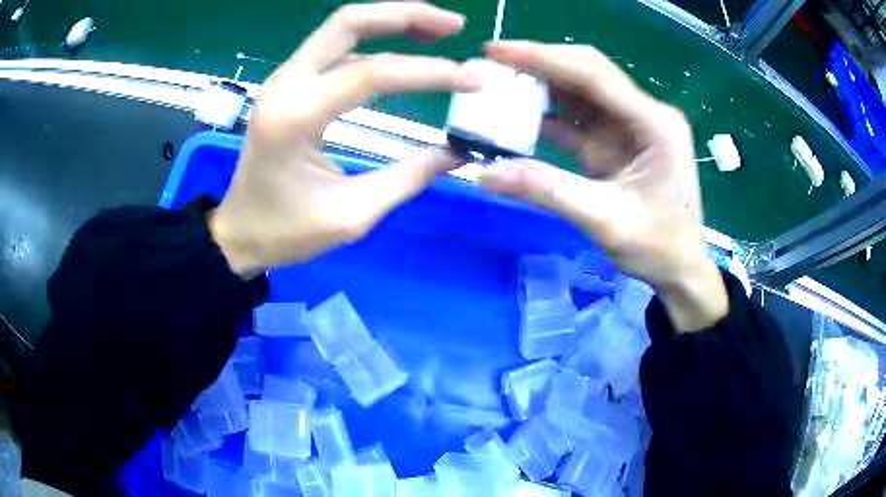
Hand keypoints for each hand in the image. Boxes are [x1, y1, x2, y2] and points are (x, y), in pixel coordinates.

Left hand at [210, 2, 480, 278]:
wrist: (239, 231)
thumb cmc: (286, 231)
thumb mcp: (352, 214)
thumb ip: (408, 177)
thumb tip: (459, 152)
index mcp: (295, 116)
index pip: (372, 74)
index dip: (431, 72)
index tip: (476, 79)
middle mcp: (285, 83)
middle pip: (349, 22)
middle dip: (406, 14)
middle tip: (455, 26)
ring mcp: (284, 78)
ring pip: (341, 27)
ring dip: (391, 20)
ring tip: (440, 31)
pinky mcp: (289, 84)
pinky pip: (335, 48)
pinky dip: (374, 40)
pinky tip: (404, 48)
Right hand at [480, 41, 727, 331]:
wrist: (680, 268)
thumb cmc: (657, 246)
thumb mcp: (605, 221)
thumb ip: (548, 191)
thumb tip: (485, 174)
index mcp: (655, 124)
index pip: (594, 76)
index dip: (544, 59)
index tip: (498, 50)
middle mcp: (644, 114)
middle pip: (588, 73)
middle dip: (541, 62)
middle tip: (494, 60)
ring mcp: (630, 127)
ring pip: (581, 91)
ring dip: (542, 84)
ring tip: (499, 81)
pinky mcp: (617, 142)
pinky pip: (579, 118)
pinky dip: (549, 114)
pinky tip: (519, 112)